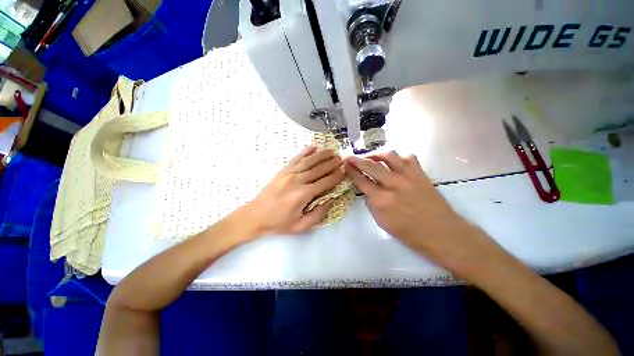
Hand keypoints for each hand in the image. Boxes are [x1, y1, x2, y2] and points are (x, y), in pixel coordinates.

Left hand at [242, 146, 344, 235]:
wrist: (255, 216)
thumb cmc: (279, 223)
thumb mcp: (300, 226)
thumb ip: (318, 214)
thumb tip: (330, 200)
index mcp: (303, 195)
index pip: (325, 183)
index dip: (336, 176)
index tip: (344, 171)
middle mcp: (297, 180)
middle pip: (318, 169)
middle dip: (331, 163)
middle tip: (341, 158)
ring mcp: (289, 173)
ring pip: (309, 161)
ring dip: (321, 155)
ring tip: (332, 150)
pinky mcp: (282, 171)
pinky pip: (296, 159)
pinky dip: (305, 152)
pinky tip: (313, 146)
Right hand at [345, 152, 480, 265]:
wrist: (442, 233)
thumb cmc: (409, 233)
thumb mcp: (382, 222)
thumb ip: (372, 204)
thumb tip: (367, 191)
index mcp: (381, 200)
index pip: (361, 180)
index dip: (351, 171)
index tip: (346, 164)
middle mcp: (393, 185)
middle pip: (370, 165)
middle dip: (357, 159)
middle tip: (351, 157)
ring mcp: (408, 177)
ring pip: (389, 156)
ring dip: (377, 154)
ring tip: (372, 157)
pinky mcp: (421, 174)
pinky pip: (408, 157)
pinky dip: (398, 157)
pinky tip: (394, 162)